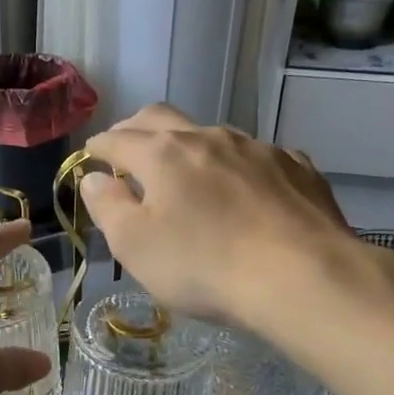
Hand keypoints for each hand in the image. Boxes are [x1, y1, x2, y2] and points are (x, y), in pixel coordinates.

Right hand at [80, 105, 362, 330]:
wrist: (303, 277)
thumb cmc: (204, 266)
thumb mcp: (134, 246)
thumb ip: (107, 206)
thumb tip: (92, 178)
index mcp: (163, 153)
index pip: (117, 138)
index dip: (98, 147)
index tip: (90, 157)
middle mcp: (208, 137)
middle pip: (161, 117)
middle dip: (136, 130)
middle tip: (127, 151)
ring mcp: (257, 148)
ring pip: (212, 135)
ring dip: (189, 147)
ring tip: (186, 175)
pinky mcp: (296, 167)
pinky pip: (257, 157)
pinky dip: (237, 167)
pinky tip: (244, 192)